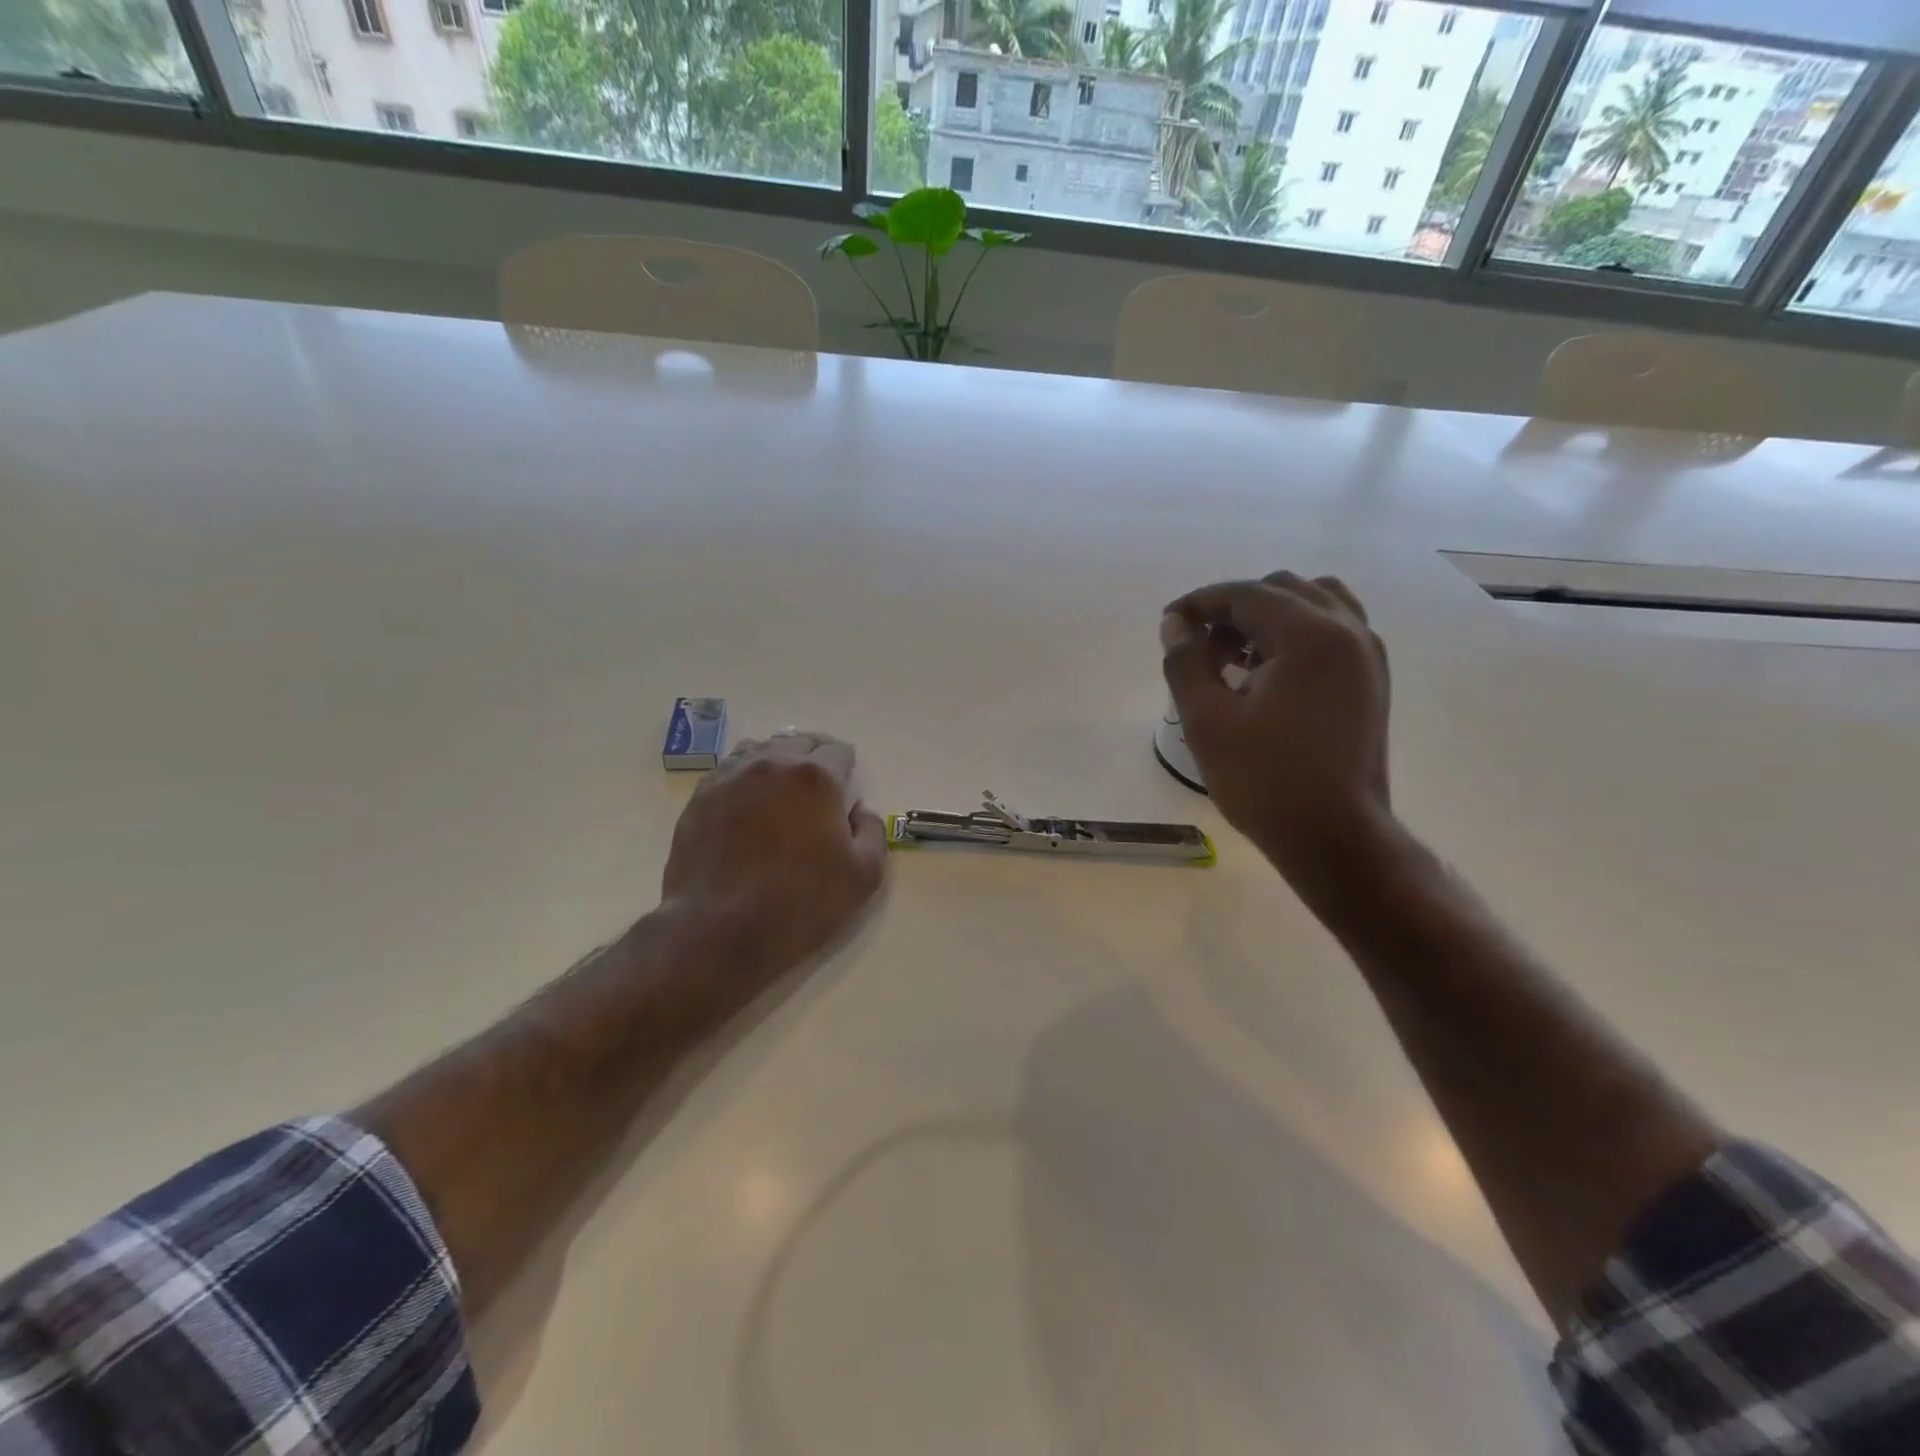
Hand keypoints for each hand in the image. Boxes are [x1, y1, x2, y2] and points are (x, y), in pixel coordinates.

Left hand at [660, 732, 887, 994]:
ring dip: (778, 763)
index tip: (847, 788)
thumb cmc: (800, 903)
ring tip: (781, 792)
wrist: (719, 930)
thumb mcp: (864, 876)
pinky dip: (746, 778)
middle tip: (819, 789)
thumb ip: (872, 832)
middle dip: (814, 758)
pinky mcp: (701, 797)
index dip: (848, 767)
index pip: (838, 750)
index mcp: (816, 777)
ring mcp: (731, 777)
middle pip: (799, 741)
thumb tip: (859, 811)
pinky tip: (748, 804)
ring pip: (761, 750)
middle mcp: (772, 764)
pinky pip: (729, 771)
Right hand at [1161, 573, 1391, 877]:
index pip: (1246, 594)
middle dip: (1233, 609)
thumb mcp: (1207, 721)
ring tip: (1236, 658)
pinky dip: (1296, 633)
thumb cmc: (1265, 780)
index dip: (1200, 602)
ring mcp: (1367, 655)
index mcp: (1310, 636)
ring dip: (1268, 617)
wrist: (1334, 837)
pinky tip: (1268, 674)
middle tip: (1200, 649)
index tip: (1168, 624)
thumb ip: (1185, 662)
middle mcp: (1348, 632)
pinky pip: (1333, 630)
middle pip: (1281, 590)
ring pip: (1313, 604)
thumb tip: (1175, 625)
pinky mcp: (1371, 680)